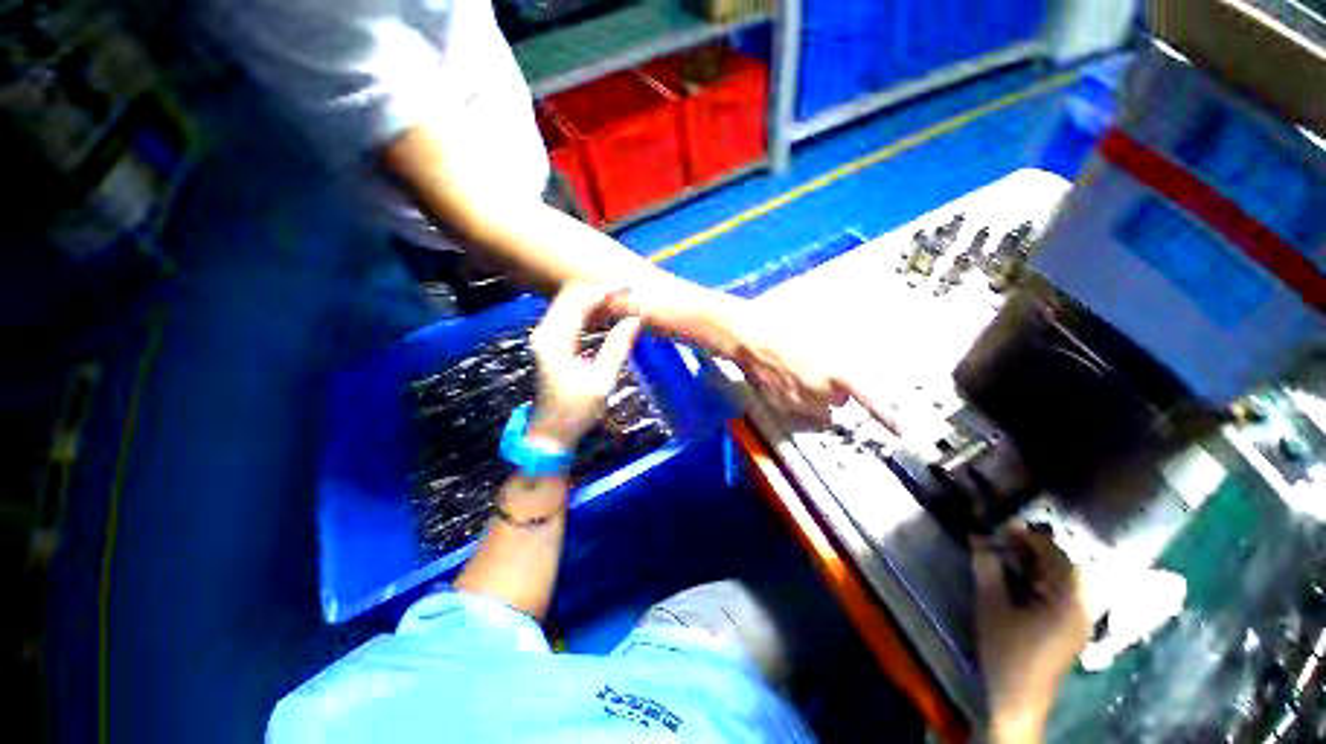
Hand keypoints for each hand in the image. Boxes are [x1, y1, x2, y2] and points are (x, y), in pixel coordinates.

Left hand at [528, 283, 642, 450]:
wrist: (550, 433)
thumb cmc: (576, 411)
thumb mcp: (601, 381)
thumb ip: (618, 346)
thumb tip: (637, 317)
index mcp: (555, 339)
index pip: (580, 300)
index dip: (606, 289)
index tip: (631, 286)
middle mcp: (544, 331)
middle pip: (571, 294)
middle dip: (600, 288)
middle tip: (629, 290)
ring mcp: (544, 335)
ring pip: (569, 302)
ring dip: (594, 297)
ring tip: (622, 298)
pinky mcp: (549, 342)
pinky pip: (569, 314)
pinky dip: (588, 309)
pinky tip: (606, 312)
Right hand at [723, 305, 880, 426]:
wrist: (747, 337)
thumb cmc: (782, 326)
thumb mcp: (820, 327)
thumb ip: (841, 347)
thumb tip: (857, 355)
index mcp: (835, 372)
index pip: (868, 398)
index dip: (886, 415)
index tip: (901, 430)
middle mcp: (819, 393)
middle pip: (838, 401)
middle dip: (834, 390)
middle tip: (820, 369)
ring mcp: (797, 402)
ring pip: (816, 407)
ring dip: (814, 396)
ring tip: (797, 373)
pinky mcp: (779, 405)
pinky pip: (795, 407)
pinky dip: (794, 398)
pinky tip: (782, 378)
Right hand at [973, 527, 1089, 741]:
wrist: (1019, 697)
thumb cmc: (1006, 650)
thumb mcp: (991, 606)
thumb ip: (987, 569)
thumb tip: (978, 537)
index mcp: (1068, 602)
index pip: (1057, 557)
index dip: (1030, 538)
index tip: (1003, 527)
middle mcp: (1083, 608)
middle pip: (1066, 566)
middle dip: (1036, 549)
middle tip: (1005, 540)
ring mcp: (1081, 620)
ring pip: (1065, 579)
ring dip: (1039, 563)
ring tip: (1010, 556)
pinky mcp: (1072, 629)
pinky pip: (1064, 593)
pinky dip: (1044, 579)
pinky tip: (1023, 579)